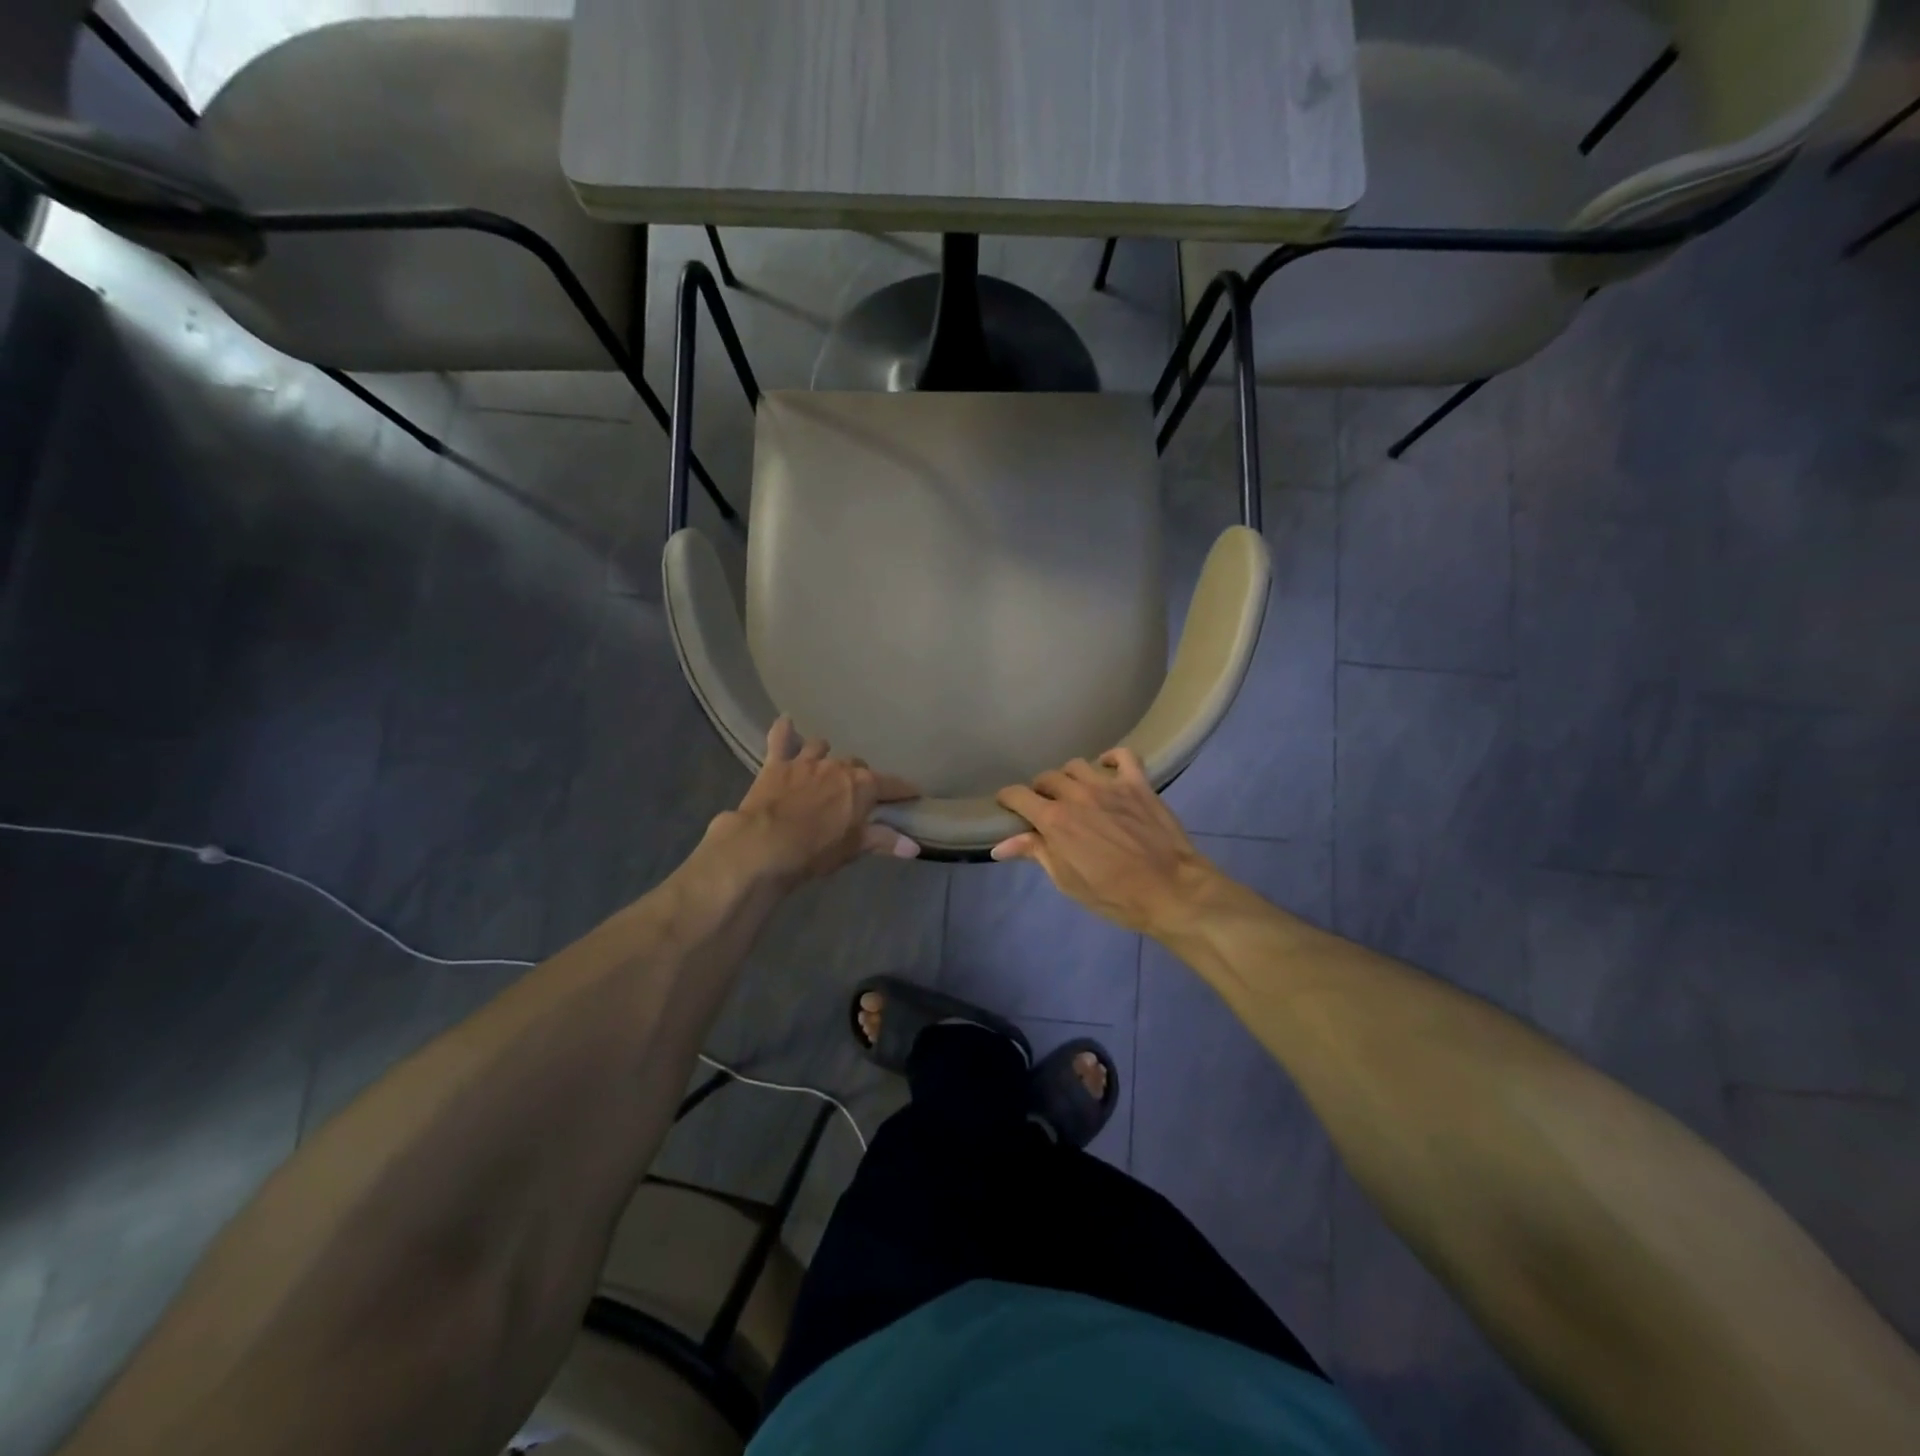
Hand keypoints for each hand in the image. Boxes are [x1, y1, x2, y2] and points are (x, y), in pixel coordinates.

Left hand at [707, 718, 920, 888]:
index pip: (892, 785)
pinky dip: (784, 730)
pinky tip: (785, 722)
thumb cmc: (815, 851)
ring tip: (825, 767)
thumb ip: (883, 841)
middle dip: (860, 778)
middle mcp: (838, 766)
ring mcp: (806, 761)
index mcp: (862, 786)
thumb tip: (914, 846)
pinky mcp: (777, 763)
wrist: (764, 845)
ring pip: (823, 747)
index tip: (913, 794)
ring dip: (826, 756)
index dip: (904, 790)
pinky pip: (781, 738)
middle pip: (857, 766)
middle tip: (857, 796)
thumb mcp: (852, 848)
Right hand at [993, 749, 1215, 934]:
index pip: (1018, 796)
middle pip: (1046, 778)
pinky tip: (1106, 768)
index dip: (1007, 799)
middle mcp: (1077, 795)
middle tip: (1045, 808)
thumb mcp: (1067, 882)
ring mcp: (1109, 786)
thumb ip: (1036, 854)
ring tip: (1074, 792)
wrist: (1171, 891)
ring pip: (1077, 765)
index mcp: (1055, 821)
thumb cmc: (1114, 895)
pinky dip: (1111, 758)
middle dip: (1039, 791)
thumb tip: (1000, 846)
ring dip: (1069, 777)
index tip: (1007, 806)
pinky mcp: (1138, 784)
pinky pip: (1123, 756)